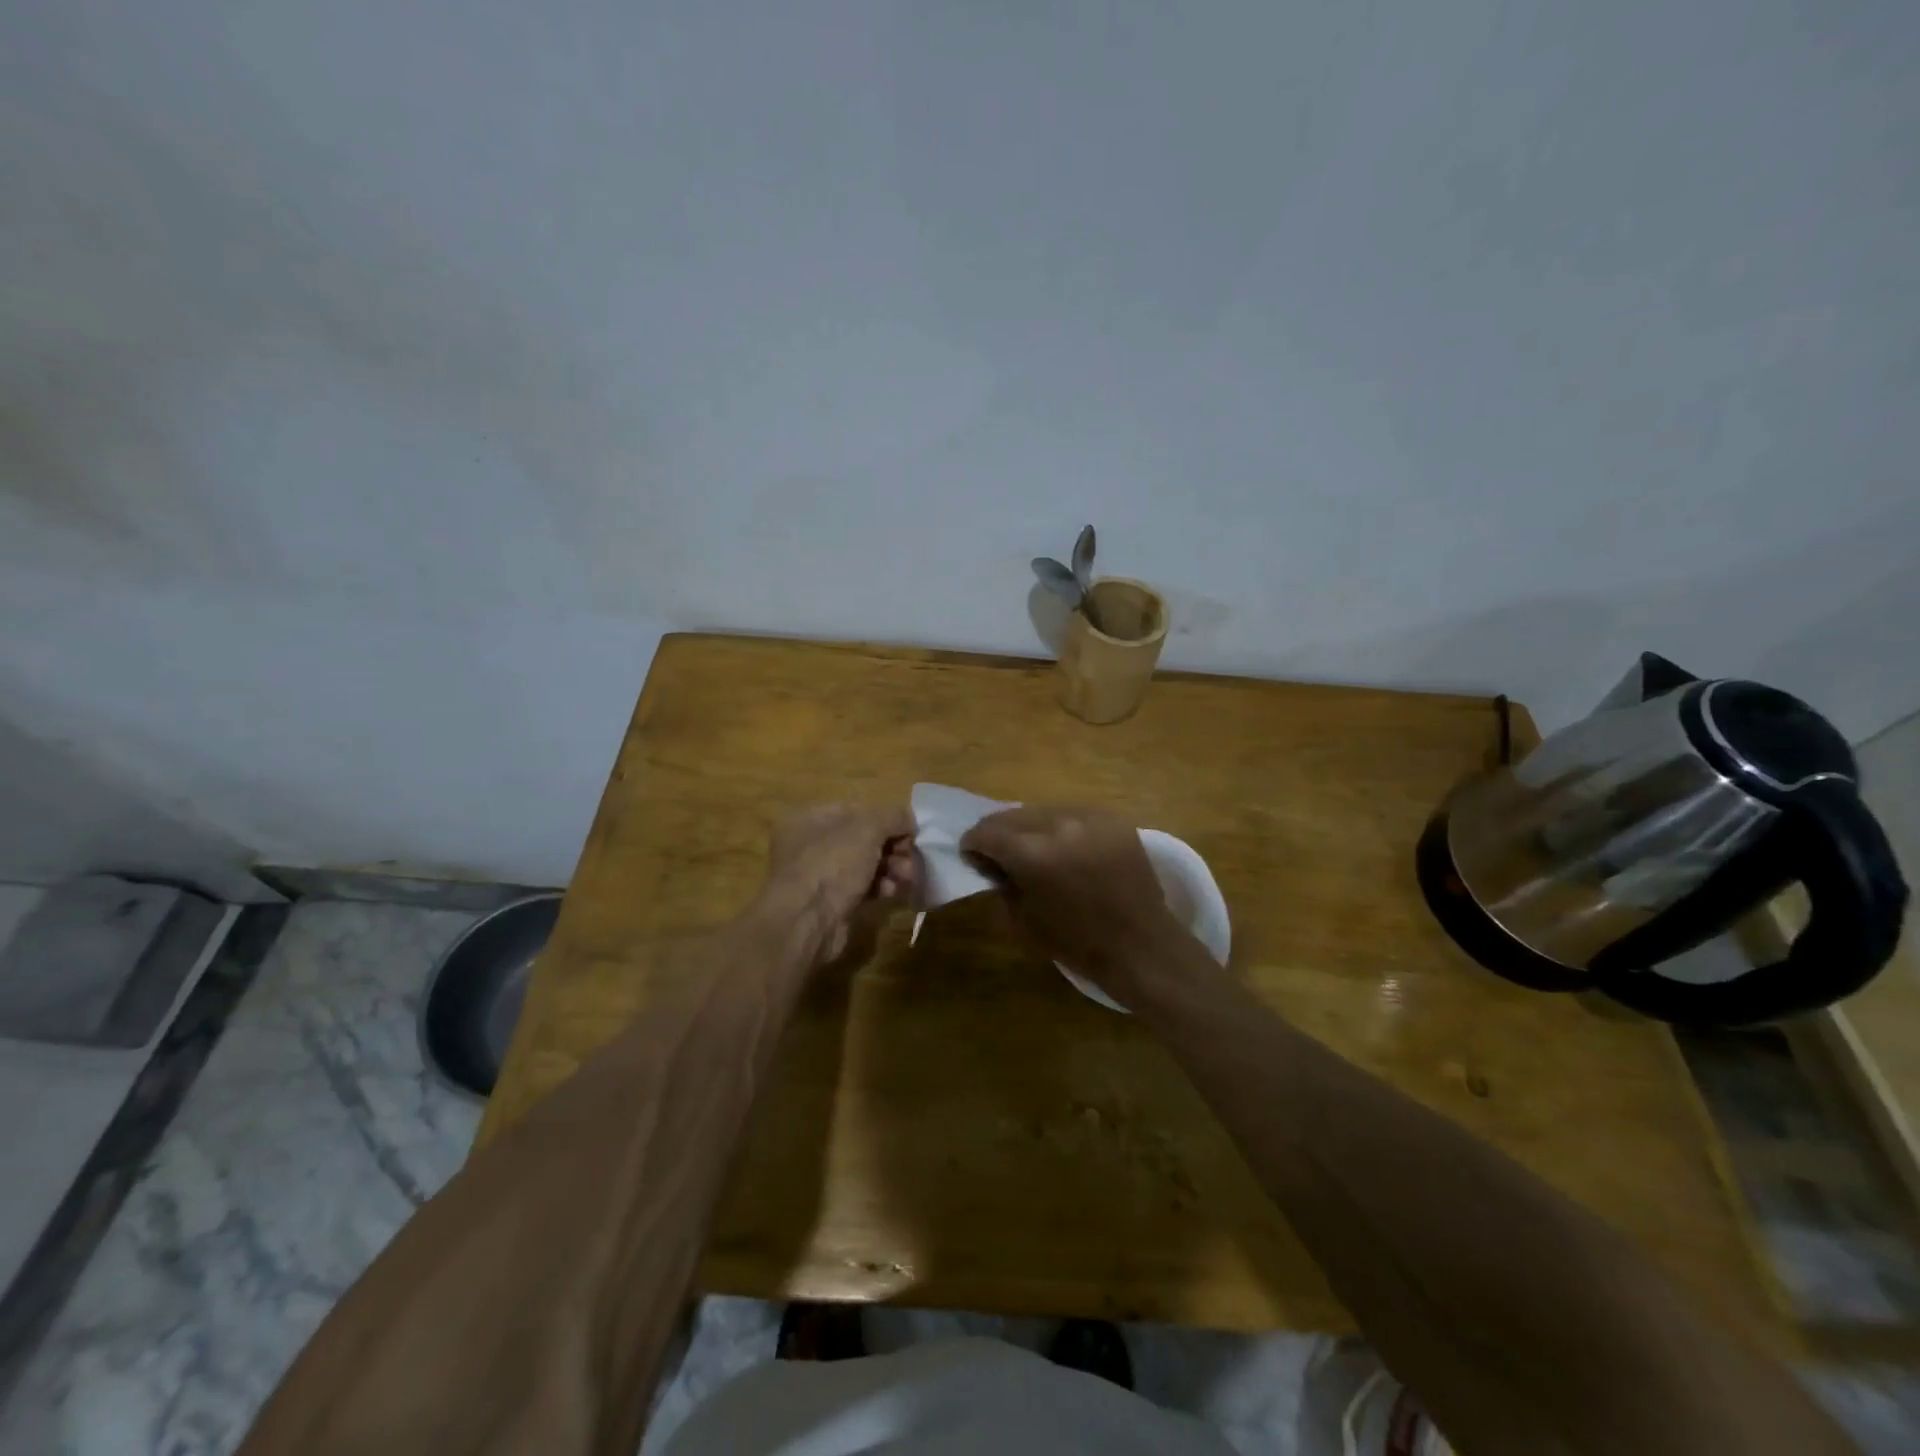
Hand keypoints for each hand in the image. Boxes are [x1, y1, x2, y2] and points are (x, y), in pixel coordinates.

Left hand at [758, 803, 915, 963]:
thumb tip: (909, 820)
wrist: (807, 923)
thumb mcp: (868, 828)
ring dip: (890, 868)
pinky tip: (889, 893)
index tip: (909, 833)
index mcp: (810, 818)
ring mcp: (818, 876)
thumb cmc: (833, 864)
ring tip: (905, 877)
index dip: (886, 819)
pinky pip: (861, 888)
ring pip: (864, 865)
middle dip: (892, 847)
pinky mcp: (829, 903)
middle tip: (910, 859)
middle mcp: (810, 844)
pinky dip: (878, 888)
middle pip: (862, 839)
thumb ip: (893, 816)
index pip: (856, 810)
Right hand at [960, 806, 1188, 1000]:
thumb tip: (990, 863)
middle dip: (999, 833)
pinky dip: (1061, 828)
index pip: (987, 832)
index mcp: (1033, 854)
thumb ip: (999, 885)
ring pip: (1043, 810)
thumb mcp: (1021, 921)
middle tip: (998, 853)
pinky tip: (1065, 848)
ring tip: (1034, 849)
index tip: (972, 856)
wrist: (1140, 945)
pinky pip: (1073, 813)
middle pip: (1013, 815)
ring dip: (1030, 828)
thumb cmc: (1076, 943)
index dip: (973, 844)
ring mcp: (1090, 817)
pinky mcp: (1113, 818)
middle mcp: (1060, 825)